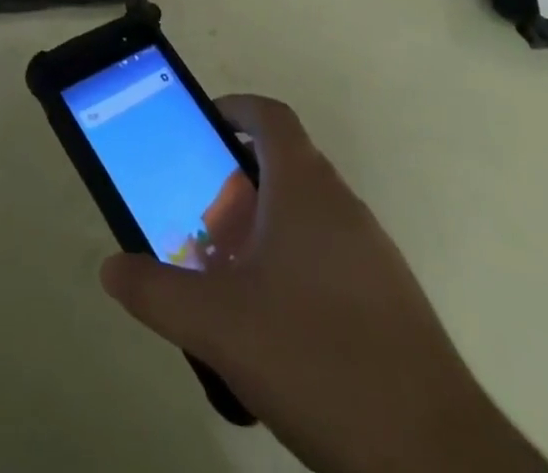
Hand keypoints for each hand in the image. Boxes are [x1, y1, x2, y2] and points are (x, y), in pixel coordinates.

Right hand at [100, 96, 547, 472]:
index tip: (201, 128)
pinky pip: (331, 255)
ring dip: (265, 227)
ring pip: (308, 214)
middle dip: (237, 181)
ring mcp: (373, 253)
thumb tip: (111, 268)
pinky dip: (296, 265)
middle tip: (201, 217)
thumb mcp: (219, 325)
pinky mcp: (391, 300)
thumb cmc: (318, 360)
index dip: (234, 109)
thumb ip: (157, 292)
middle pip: (285, 164)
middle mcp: (343, 205)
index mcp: (305, 188)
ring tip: (230, 275)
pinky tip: (276, 326)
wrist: (436, 459)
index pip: (270, 116)